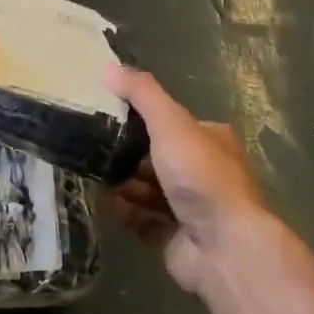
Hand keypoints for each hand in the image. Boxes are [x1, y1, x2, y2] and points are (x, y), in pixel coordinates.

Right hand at [104, 64, 279, 291]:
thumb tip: (108, 66)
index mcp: (209, 139)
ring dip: (121, 182)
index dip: (139, 117)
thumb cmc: (201, 176)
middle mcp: (201, 171)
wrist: (224, 247)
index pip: (169, 121)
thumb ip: (141, 94)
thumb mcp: (171, 123)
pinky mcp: (172, 236)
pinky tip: (102, 202)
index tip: (104, 114)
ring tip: (89, 173)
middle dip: (125, 154)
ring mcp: (188, 206)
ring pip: (144, 188)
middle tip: (90, 146)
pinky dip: (122, 210)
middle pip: (154, 156)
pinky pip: (139, 217)